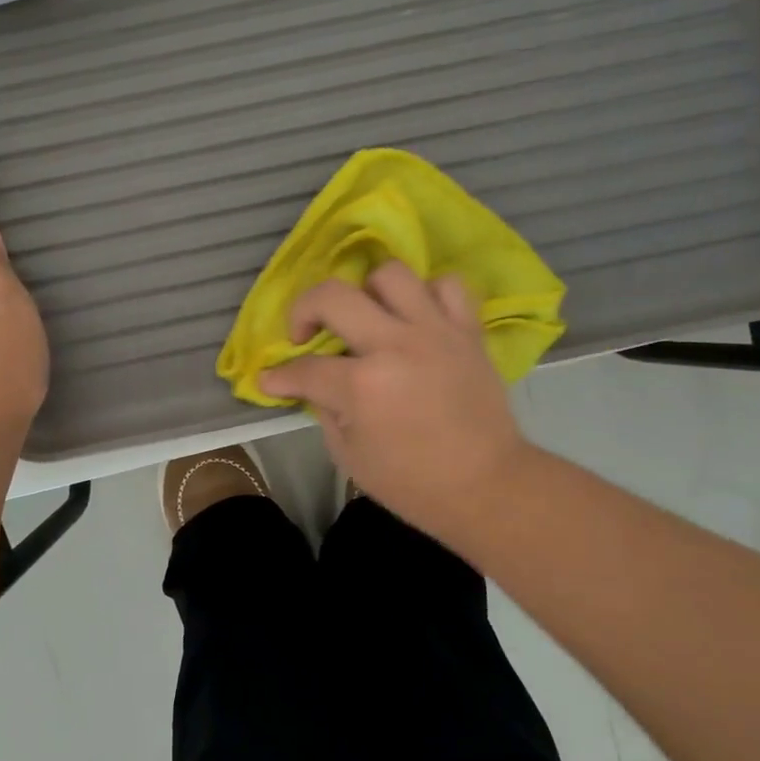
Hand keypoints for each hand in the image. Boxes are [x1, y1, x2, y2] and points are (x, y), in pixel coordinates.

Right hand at [258, 263, 529, 544]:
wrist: (488, 486)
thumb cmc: (413, 484)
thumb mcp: (350, 457)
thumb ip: (326, 410)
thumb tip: (316, 385)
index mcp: (363, 386)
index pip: (305, 369)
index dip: (280, 376)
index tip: (271, 380)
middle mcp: (396, 345)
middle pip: (333, 296)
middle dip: (303, 311)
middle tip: (306, 335)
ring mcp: (436, 332)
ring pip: (390, 274)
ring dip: (365, 293)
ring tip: (366, 319)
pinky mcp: (467, 331)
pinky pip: (447, 286)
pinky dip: (426, 294)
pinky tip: (415, 318)